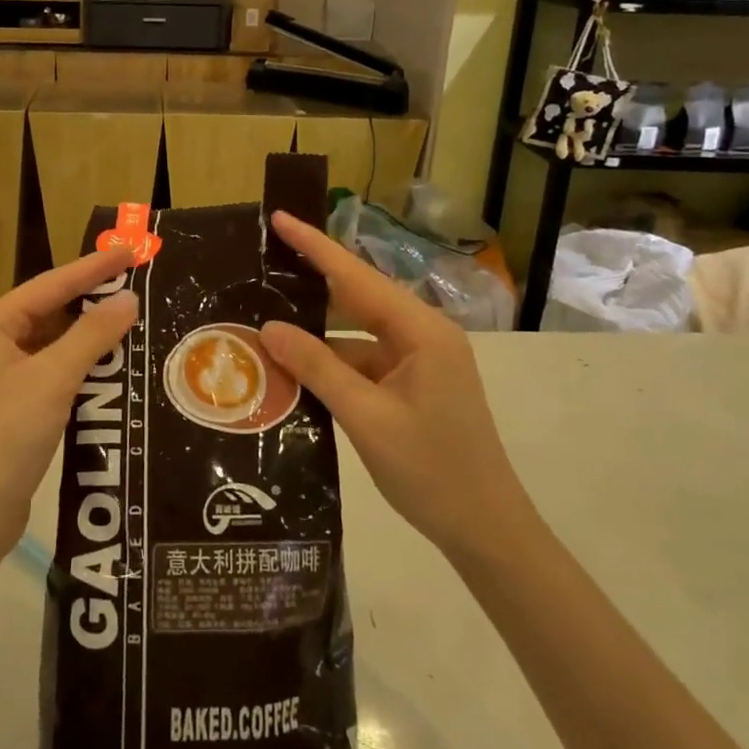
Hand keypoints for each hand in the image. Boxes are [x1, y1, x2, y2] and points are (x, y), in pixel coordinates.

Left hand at [0, 249, 138, 560]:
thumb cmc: (4, 438)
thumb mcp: (52, 380)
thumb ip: (92, 335)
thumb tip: (128, 300)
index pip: (49, 285)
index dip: (92, 268)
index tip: (131, 251)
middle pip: (48, 311)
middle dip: (92, 300)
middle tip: (138, 284)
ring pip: (51, 344)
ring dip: (89, 336)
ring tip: (134, 320)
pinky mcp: (9, 407)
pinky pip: (51, 372)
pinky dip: (80, 366)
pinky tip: (112, 365)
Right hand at [258, 211, 532, 561]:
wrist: (486, 530)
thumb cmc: (432, 471)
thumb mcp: (367, 418)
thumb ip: (317, 368)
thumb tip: (270, 328)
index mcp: (422, 331)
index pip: (358, 277)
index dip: (316, 247)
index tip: (281, 219)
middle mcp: (423, 335)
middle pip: (358, 298)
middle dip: (312, 284)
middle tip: (263, 266)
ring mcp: (419, 361)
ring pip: (357, 334)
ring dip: (317, 334)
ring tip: (265, 321)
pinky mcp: (412, 385)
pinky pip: (363, 362)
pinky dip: (331, 364)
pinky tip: (293, 370)